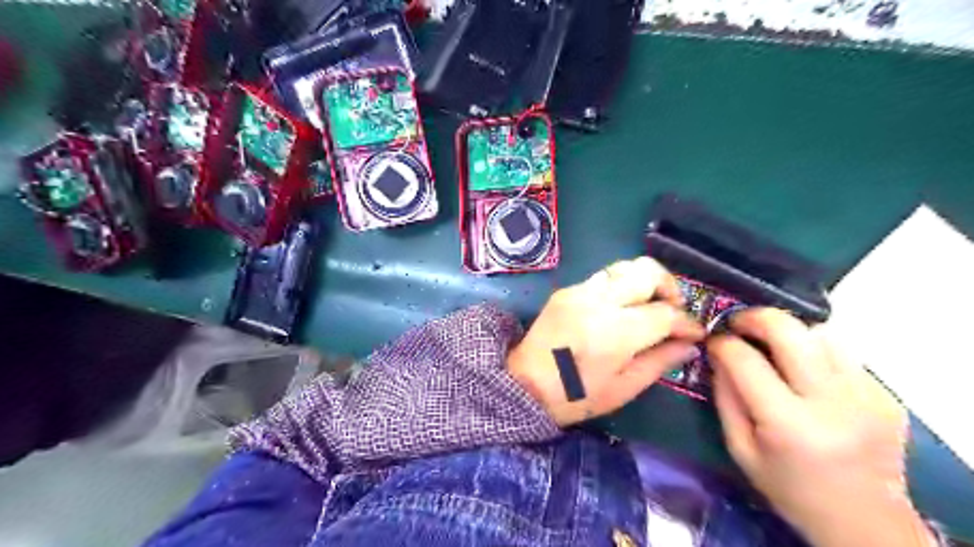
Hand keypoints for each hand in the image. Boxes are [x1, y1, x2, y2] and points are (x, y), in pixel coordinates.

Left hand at [506, 259, 704, 429]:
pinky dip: (622, 287)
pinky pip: (604, 277)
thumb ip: (660, 361)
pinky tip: (621, 309)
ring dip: (645, 282)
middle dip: (670, 287)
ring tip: (650, 306)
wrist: (524, 385)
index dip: (687, 322)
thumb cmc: (576, 396)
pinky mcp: (567, 290)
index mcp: (614, 332)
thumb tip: (690, 344)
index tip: (695, 333)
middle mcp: (598, 301)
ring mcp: (579, 291)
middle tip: (674, 311)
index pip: (664, 313)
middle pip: (647, 271)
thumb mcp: (624, 388)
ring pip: (625, 267)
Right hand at [713, 309, 931, 546]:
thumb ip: (725, 398)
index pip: (745, 360)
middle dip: (754, 317)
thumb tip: (717, 355)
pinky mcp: (885, 395)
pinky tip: (805, 373)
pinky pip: (841, 353)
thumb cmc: (791, 490)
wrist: (866, 523)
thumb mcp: (741, 449)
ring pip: (820, 333)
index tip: (713, 341)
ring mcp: (866, 395)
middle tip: (737, 323)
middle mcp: (832, 402)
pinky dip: (815, 352)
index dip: (721, 343)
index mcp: (789, 424)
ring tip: (772, 347)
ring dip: (788, 333)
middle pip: (790, 330)